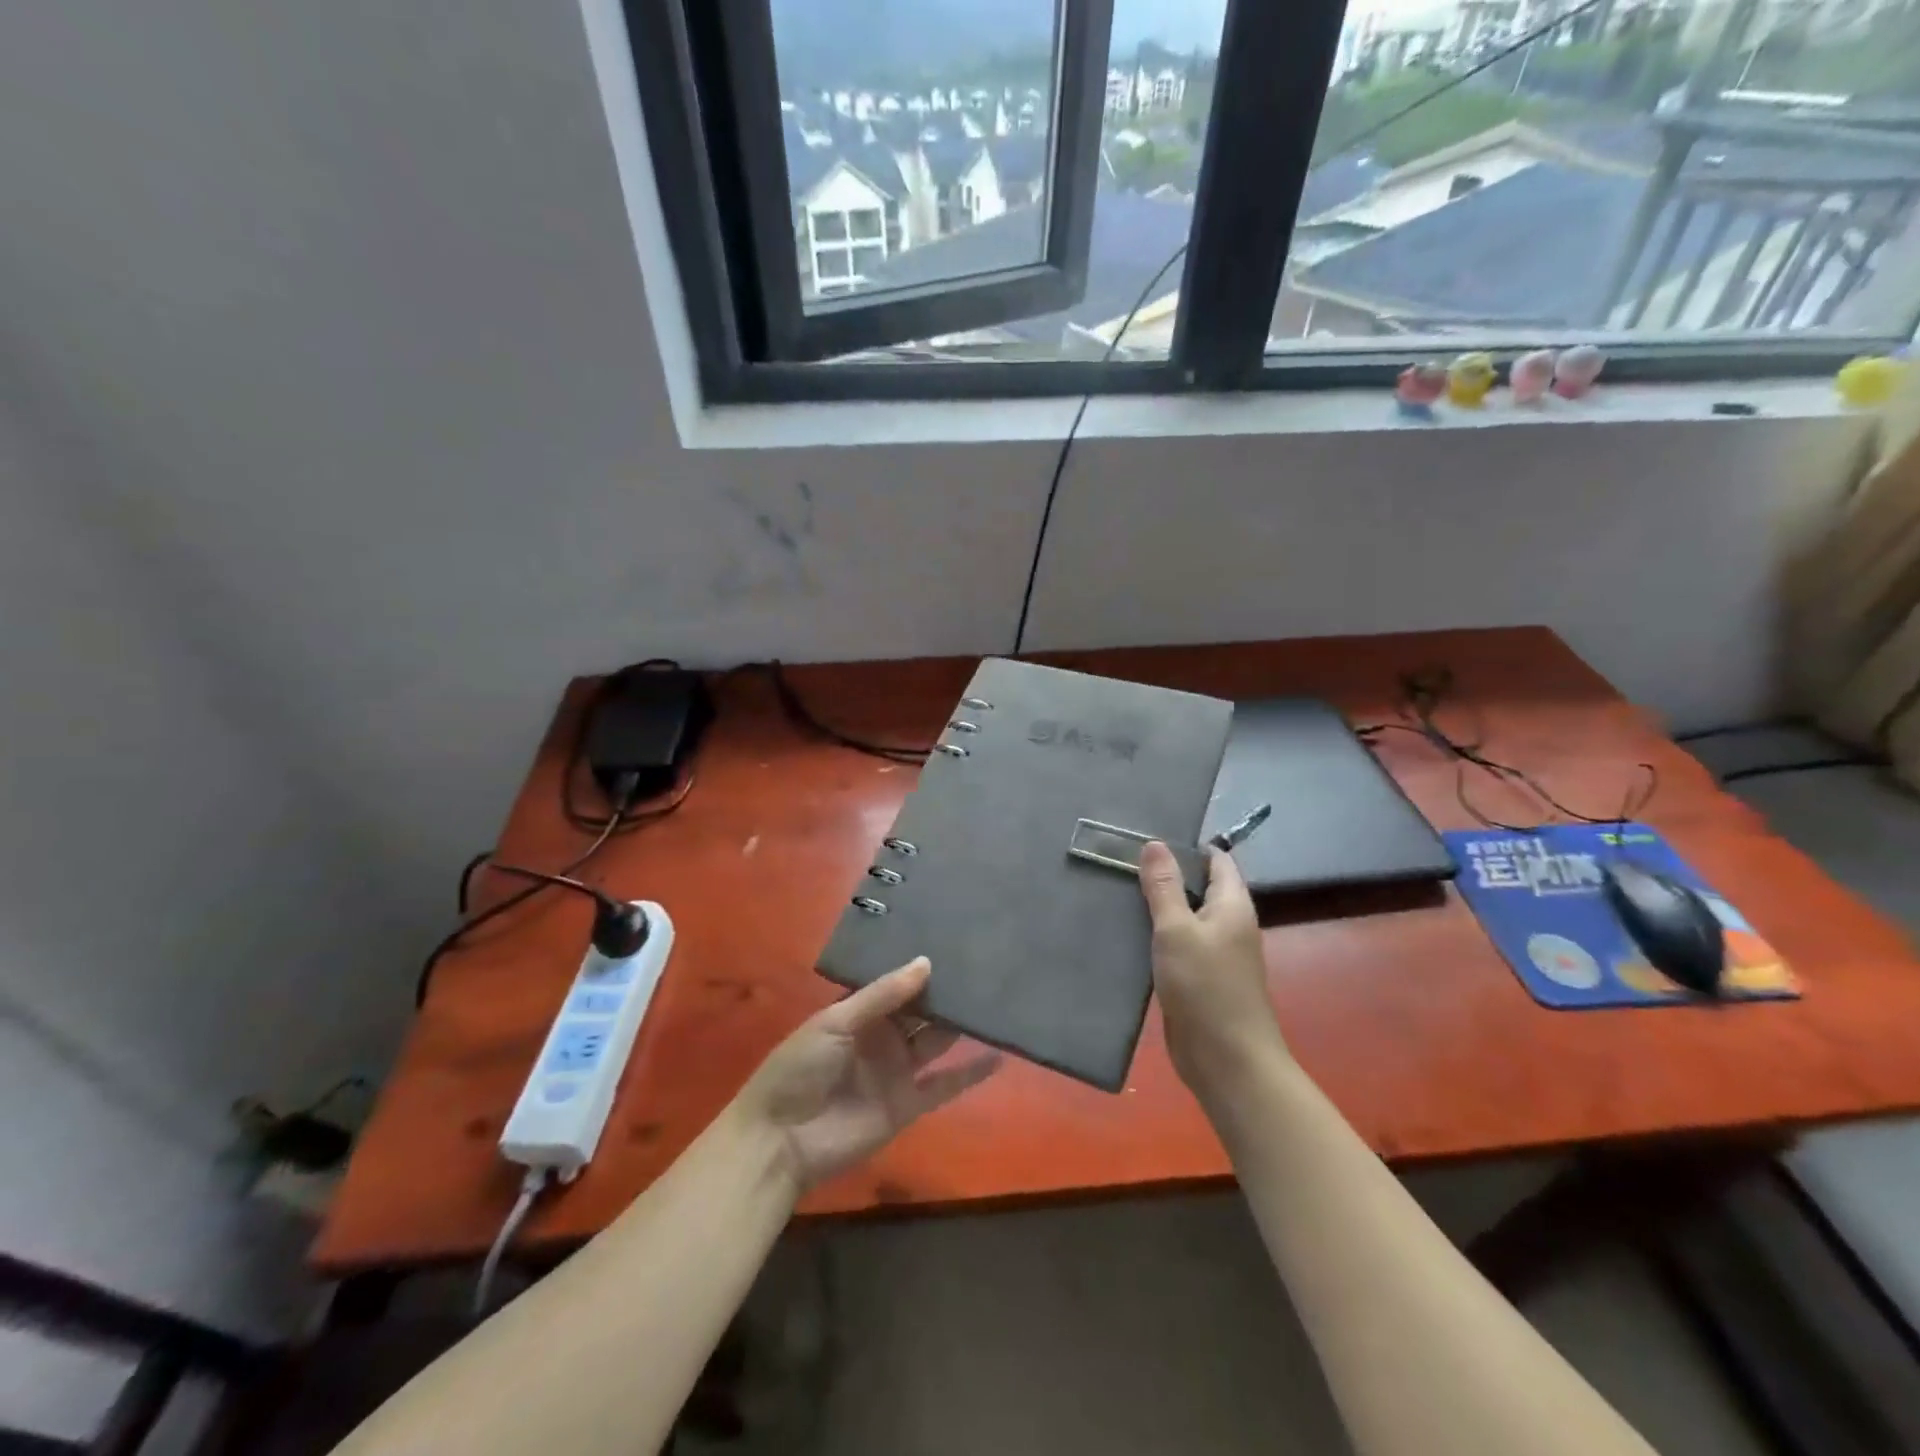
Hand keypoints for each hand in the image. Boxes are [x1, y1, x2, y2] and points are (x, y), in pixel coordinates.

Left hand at [735, 958, 1000, 1189]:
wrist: (781, 1140)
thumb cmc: (799, 1068)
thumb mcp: (835, 1022)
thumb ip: (882, 996)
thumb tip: (926, 962)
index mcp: (860, 1013)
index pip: (898, 985)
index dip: (922, 968)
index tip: (954, 944)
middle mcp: (883, 1037)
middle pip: (921, 1011)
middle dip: (946, 993)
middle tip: (984, 966)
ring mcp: (897, 1071)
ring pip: (936, 1041)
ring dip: (961, 1025)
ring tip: (997, 1000)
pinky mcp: (908, 1104)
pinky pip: (944, 1086)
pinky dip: (970, 1073)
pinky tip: (998, 1055)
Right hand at [1139, 842, 1288, 1100]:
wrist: (1226, 1060)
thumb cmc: (1205, 987)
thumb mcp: (1177, 929)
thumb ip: (1164, 887)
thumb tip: (1155, 843)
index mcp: (1232, 905)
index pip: (1216, 860)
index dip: (1186, 846)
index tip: (1146, 838)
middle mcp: (1227, 924)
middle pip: (1197, 887)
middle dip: (1164, 874)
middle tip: (1119, 860)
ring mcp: (1213, 953)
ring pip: (1182, 917)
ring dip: (1155, 906)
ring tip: (1114, 888)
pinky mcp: (1196, 977)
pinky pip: (1175, 944)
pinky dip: (1153, 935)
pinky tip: (1122, 931)